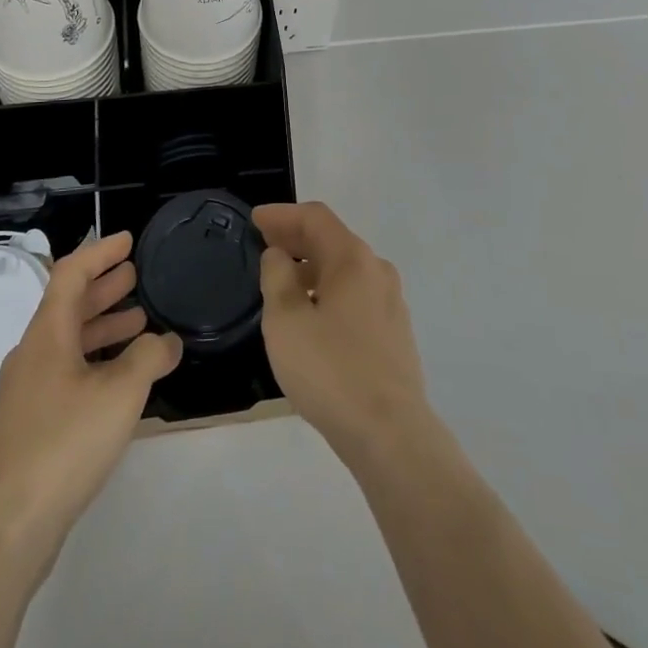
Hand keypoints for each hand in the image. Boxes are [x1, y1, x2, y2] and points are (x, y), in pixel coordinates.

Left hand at [0, 231, 181, 564]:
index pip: (71, 273)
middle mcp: (32, 354)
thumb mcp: (121, 392)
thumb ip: (149, 356)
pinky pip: (66, 371)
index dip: (100, 252)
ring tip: (139, 321)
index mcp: (47, 334)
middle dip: (104, 287)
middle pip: (68, 305)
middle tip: (137, 276)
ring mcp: (27, 391)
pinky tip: (119, 378)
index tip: (128, 241)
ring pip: (68, 341)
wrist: (8, 528)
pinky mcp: (30, 424)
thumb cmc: (65, 443)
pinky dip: (95, 359)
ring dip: (102, 325)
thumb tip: (167, 341)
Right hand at [254, 202, 434, 468]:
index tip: (254, 219)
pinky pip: (355, 295)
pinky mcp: (394, 332)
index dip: (282, 214)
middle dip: (296, 239)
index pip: (315, 217)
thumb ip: (277, 278)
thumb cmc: (330, 370)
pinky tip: (311, 315)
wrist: (390, 433)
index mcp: (352, 259)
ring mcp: (391, 302)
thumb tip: (279, 255)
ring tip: (281, 282)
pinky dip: (328, 291)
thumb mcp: (286, 321)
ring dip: (311, 267)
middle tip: (263, 245)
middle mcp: (377, 270)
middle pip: (332, 240)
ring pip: (344, 270)